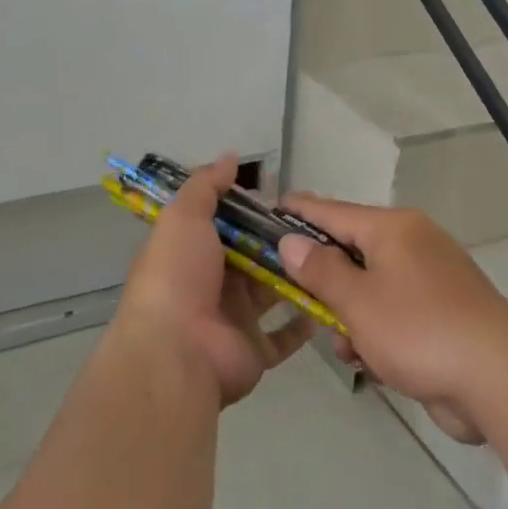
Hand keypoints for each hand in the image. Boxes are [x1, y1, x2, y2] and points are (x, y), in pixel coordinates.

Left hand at [114, 154, 311, 406]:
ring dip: (295, 278)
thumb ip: (206, 186)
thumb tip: (229, 157)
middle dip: (279, 242)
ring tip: (330, 257)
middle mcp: (212, 285)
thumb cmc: (178, 276)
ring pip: (271, 293)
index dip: (250, 210)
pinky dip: (302, 323)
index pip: (224, 225)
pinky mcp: (254, 351)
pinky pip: (283, 337)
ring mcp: (234, 320)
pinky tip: (327, 302)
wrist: (176, 351)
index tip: (284, 197)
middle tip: (317, 226)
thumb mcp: (184, 217)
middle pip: (252, 258)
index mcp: (192, 253)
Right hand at [277, 196, 507, 443]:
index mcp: (393, 228)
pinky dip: (378, 332)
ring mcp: (433, 279)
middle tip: (298, 298)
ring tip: (346, 349)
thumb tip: (292, 241)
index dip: (298, 212)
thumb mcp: (357, 301)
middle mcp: (414, 243)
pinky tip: (371, 363)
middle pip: (353, 250)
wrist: (500, 380)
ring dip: (351, 316)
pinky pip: (396, 312)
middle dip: (326, 281)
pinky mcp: (445, 313)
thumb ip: (320, 270)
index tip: (269, 210)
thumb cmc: (418, 330)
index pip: (333, 211)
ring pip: (372, 287)